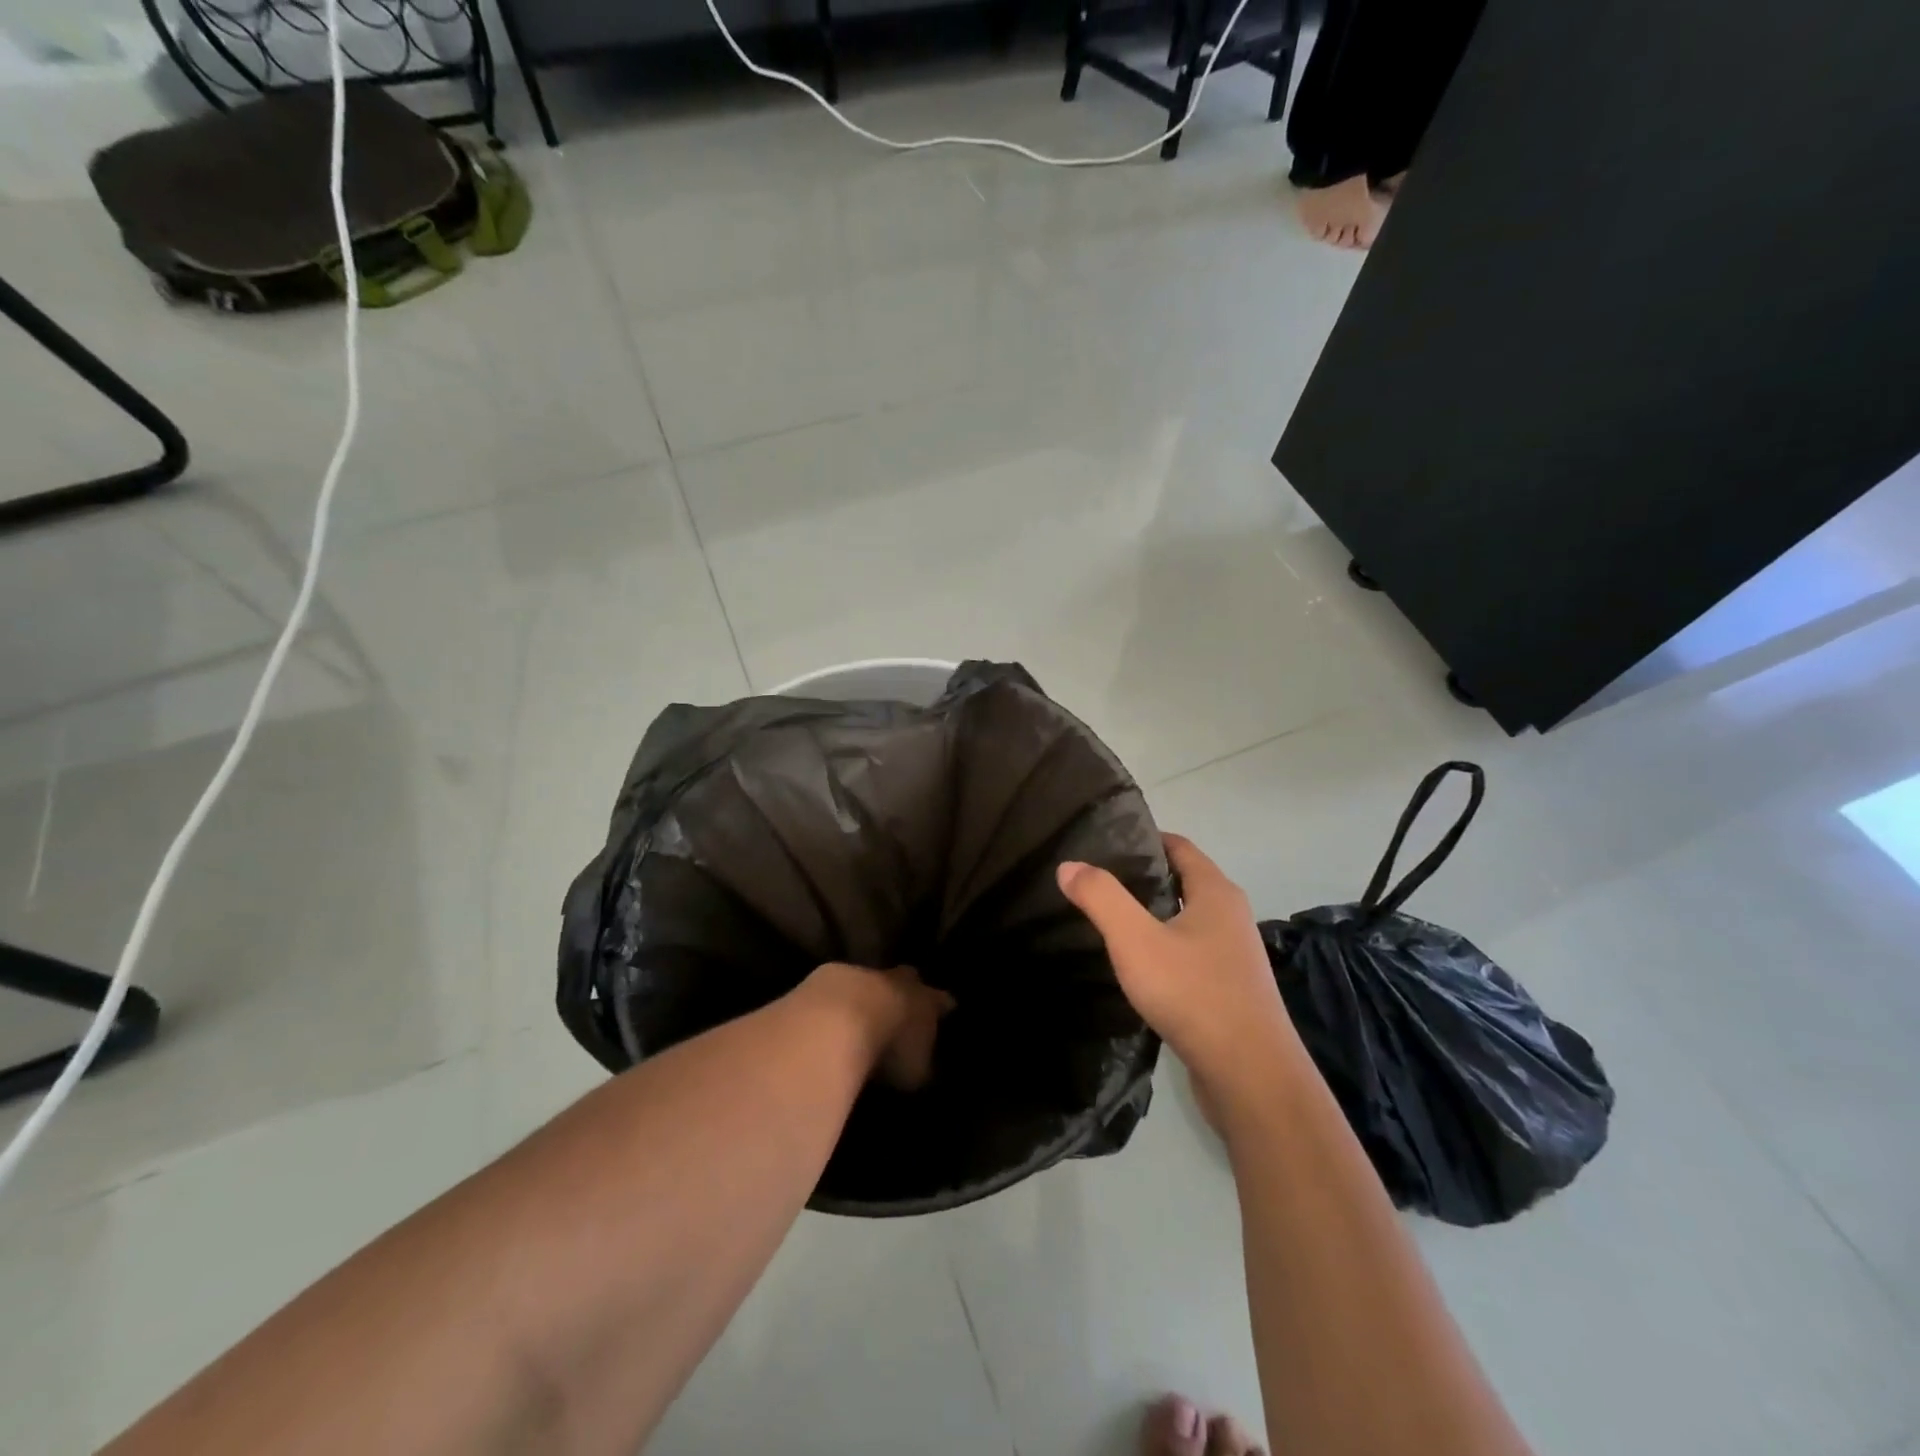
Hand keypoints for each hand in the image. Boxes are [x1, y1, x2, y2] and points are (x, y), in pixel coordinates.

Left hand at [803, 963, 955, 1090]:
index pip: (941, 1001)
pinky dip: (837, 1000)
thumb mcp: (915, 1072)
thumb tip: (924, 1069)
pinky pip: (839, 987)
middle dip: (908, 989)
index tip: (948, 1008)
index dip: (943, 1006)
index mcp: (926, 1001)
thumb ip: (922, 1067)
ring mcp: (863, 974)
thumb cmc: (889, 1049)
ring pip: (872, 979)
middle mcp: (899, 981)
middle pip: (908, 978)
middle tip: (905, 1004)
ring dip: (869, 994)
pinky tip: (830, 1016)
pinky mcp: (828, 976)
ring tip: (862, 1014)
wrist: (840, 1019)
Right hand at [1057, 834, 1295, 1083]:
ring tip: (1107, 919)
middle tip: (1094, 880)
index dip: (1144, 838)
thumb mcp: (1136, 940)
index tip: (1103, 842)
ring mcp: (1233, 955)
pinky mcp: (1228, 990)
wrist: (1250, 1077)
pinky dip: (1162, 948)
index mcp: (1215, 893)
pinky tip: (1135, 966)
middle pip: (1182, 881)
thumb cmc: (1194, 994)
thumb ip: (1101, 898)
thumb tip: (1069, 865)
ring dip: (1151, 915)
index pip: (1179, 847)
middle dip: (1142, 877)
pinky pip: (1189, 953)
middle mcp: (1230, 916)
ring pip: (1185, 920)